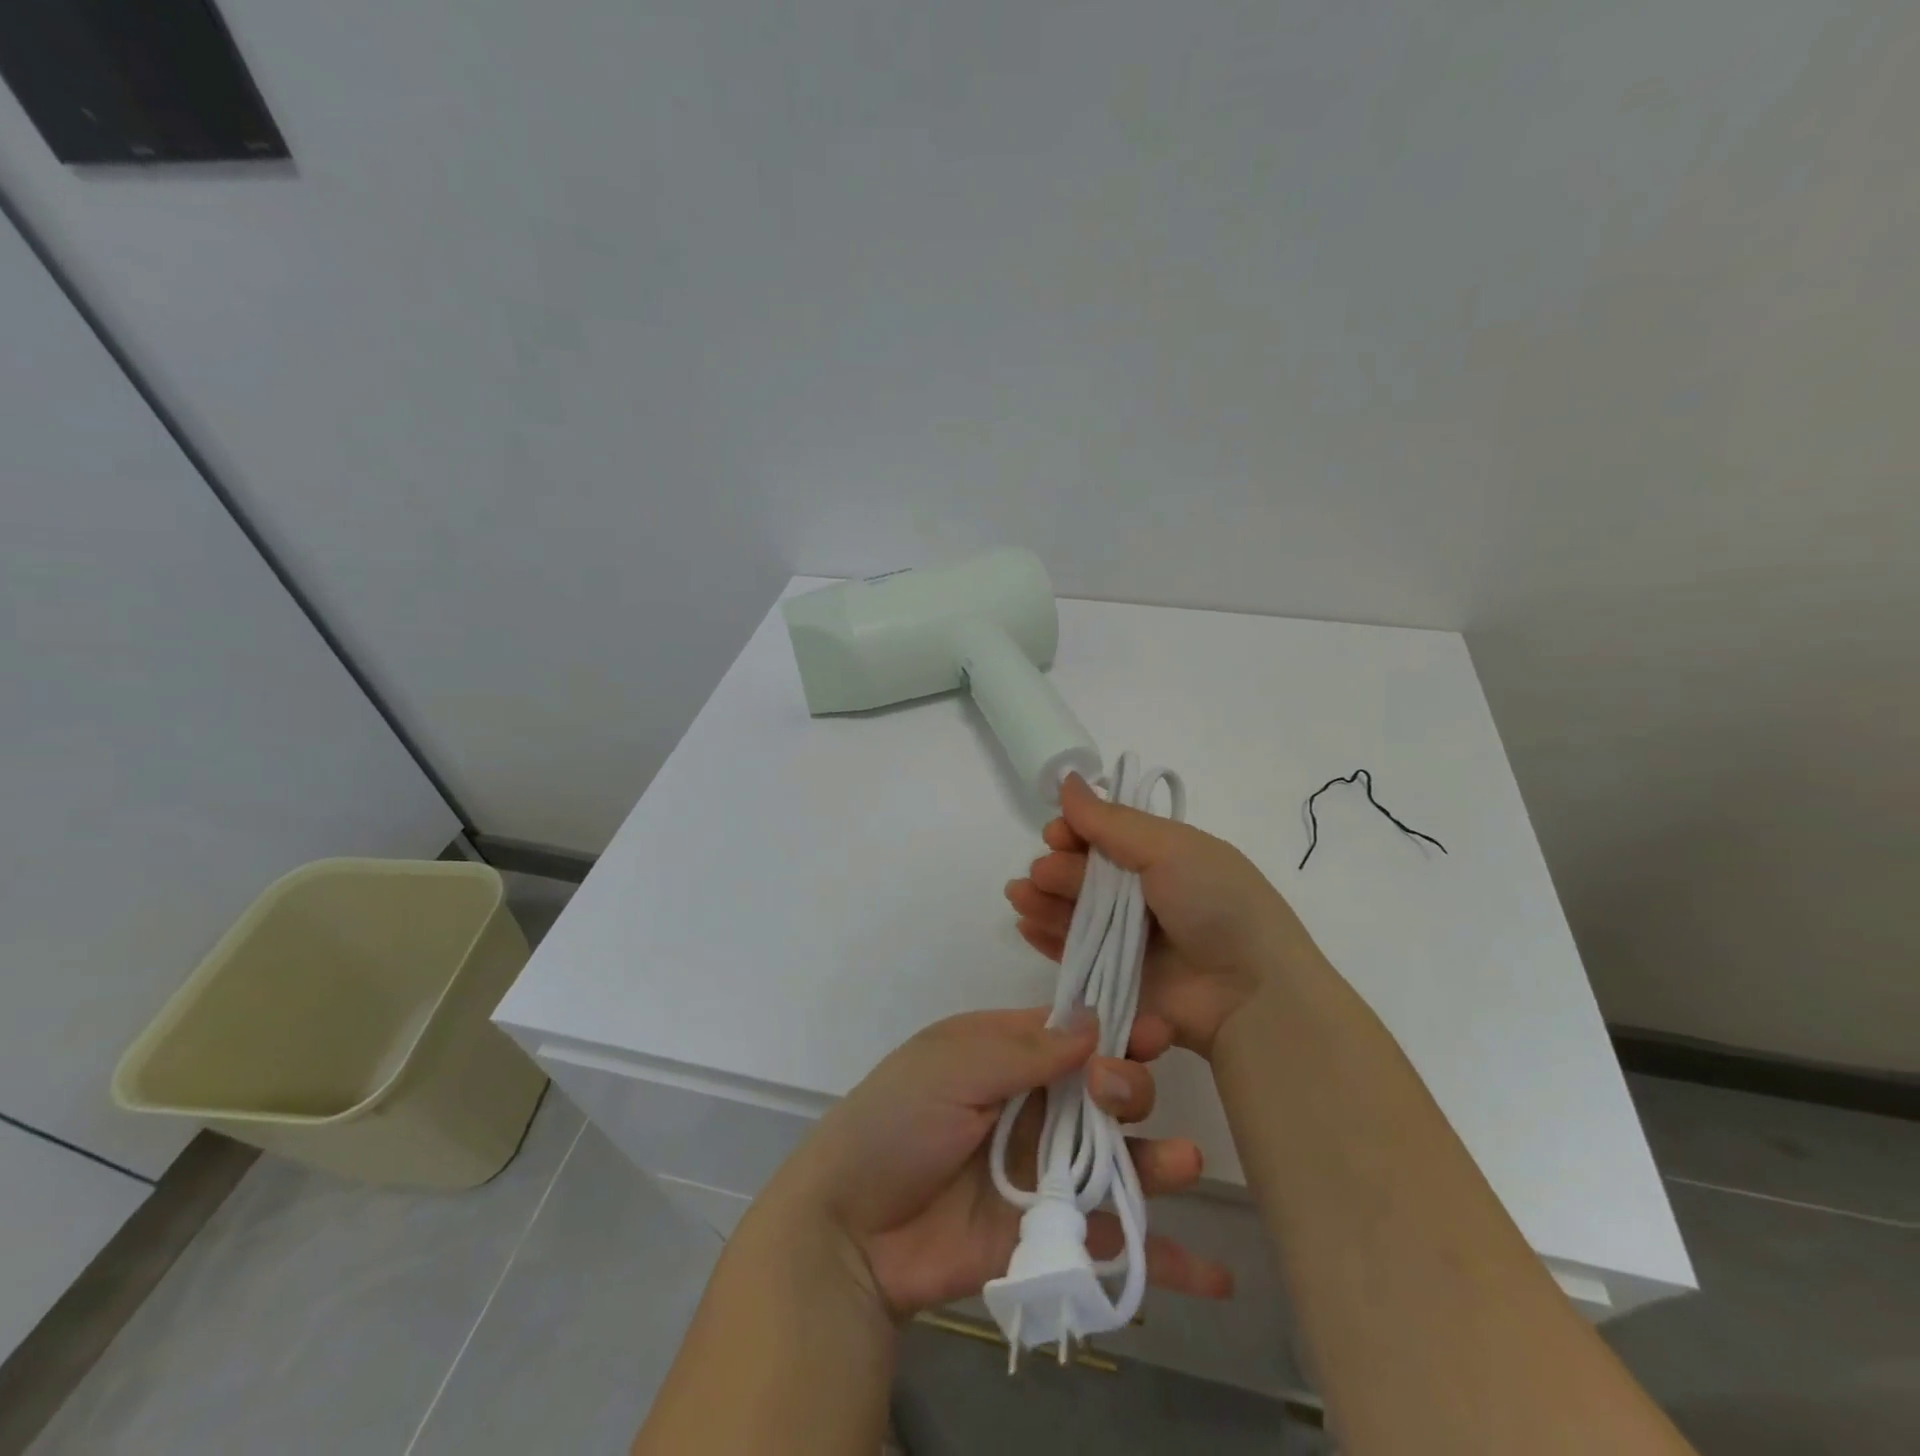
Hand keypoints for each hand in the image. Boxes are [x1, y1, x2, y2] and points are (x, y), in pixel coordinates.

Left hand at [766, 1007, 1233, 1317]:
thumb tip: (1094, 1019)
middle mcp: (1033, 1109)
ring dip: (1159, 1163)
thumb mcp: (952, 1065)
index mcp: (1006, 1055)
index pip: (1074, 1034)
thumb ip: (1024, 1049)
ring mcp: (1044, 1175)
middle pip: (1103, 1093)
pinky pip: (1109, 1243)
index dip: (1116, 1030)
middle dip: (1128, 1087)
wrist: (849, 1228)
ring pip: (1117, 1163)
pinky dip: (1159, 1259)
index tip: (1155, 1033)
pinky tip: (1212, 1276)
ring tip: (1184, 1164)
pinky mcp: (1047, 1238)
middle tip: (1118, 1094)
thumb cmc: (897, 1123)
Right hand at [1006, 774, 1321, 1057]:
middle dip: (1057, 867)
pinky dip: (1046, 937)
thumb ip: (1111, 821)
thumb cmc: (1216, 904)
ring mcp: (1127, 940)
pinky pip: (1072, 955)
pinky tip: (1024, 924)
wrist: (1251, 994)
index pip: (1104, 836)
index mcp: (1161, 856)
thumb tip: (1067, 779)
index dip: (1076, 831)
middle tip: (1045, 873)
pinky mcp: (1114, 980)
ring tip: (1021, 896)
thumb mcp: (1170, 848)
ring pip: (1071, 912)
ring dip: (1042, 899)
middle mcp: (1141, 894)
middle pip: (1083, 874)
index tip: (1059, 833)